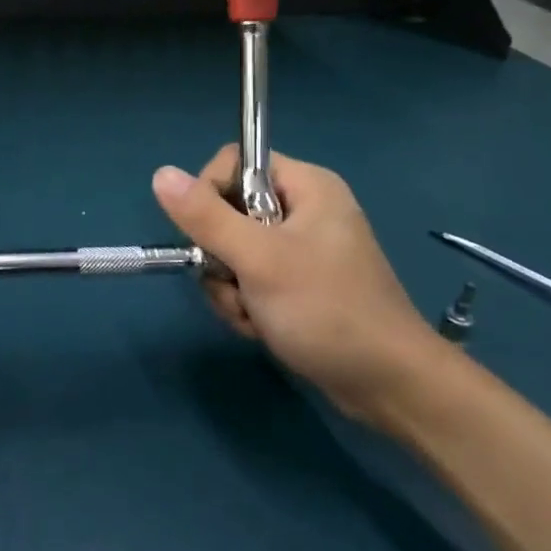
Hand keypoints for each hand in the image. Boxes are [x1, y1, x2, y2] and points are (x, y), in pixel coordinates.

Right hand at [153, 147, 442, 421]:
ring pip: (234, 252)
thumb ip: (207, 217)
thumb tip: (160, 173)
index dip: (210, 193)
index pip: (235, 164)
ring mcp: (301, 251)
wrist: (389, 387)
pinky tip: (263, 328)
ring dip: (231, 288)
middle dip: (221, 256)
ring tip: (255, 315)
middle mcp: (304, 210)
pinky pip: (251, 280)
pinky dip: (247, 305)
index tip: (207, 235)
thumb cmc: (327, 310)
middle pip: (228, 212)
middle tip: (238, 285)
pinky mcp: (299, 285)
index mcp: (306, 186)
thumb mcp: (260, 260)